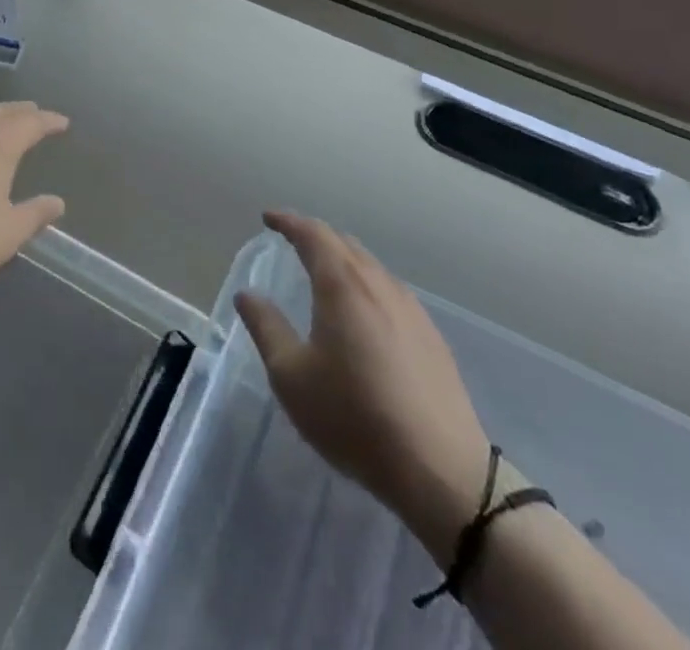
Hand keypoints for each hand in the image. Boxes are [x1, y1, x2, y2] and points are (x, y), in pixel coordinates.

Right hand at [236, 210, 490, 555]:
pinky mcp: (431, 336)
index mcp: (342, 284)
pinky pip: (390, 291)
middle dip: (315, 237)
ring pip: (371, 266)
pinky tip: (363, 314)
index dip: (288, 221)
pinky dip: (366, 285)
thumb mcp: (292, 377)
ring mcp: (411, 309)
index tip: (268, 219)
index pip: (312, 233)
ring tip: (324, 276)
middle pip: (344, 243)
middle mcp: (378, 284)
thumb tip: (248, 294)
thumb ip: (266, 327)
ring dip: (343, 261)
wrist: (441, 471)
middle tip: (292, 243)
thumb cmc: (354, 417)